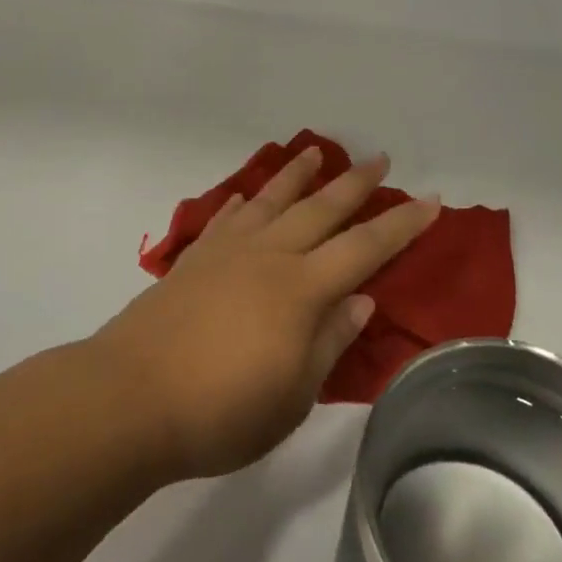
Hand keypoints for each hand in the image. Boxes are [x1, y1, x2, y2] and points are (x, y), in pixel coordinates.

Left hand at [95, 146, 438, 479]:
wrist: (130, 398)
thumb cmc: (221, 410)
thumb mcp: (293, 395)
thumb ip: (329, 342)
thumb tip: (361, 298)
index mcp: (302, 290)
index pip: (364, 248)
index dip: (401, 225)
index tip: (430, 200)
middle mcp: (268, 257)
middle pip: (320, 210)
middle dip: (354, 184)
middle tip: (380, 159)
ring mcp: (227, 252)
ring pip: (271, 201)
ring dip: (297, 175)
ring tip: (315, 152)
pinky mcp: (192, 260)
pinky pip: (224, 219)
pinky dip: (241, 203)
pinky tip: (245, 197)